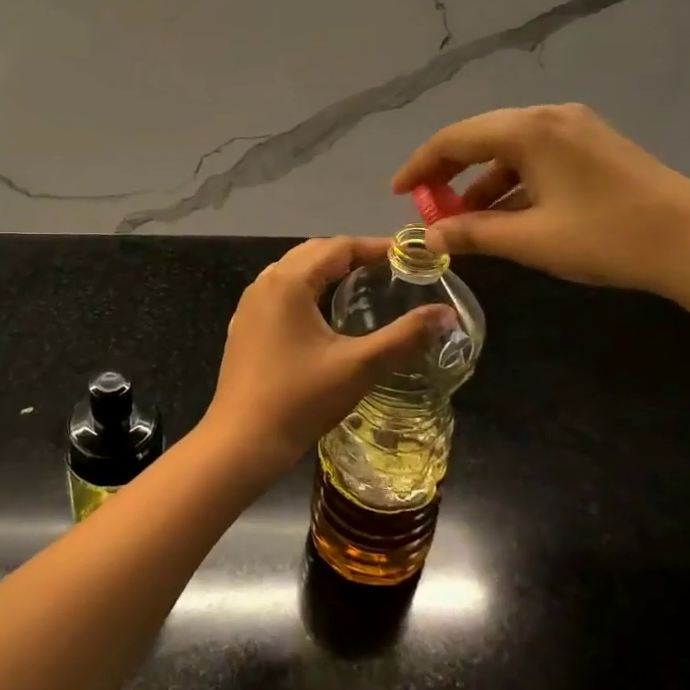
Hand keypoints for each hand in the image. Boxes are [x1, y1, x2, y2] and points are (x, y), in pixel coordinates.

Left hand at [203, 237, 450, 478]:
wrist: (241, 442)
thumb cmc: (300, 399)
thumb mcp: (359, 367)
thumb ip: (405, 337)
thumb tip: (447, 314)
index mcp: (288, 282)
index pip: (338, 247)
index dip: (376, 247)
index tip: (410, 255)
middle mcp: (264, 283)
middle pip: (313, 253)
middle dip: (352, 255)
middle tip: (390, 269)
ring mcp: (249, 306)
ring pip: (293, 272)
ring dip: (327, 271)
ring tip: (363, 285)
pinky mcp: (245, 327)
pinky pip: (280, 293)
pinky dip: (307, 290)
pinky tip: (325, 315)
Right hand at [392, 104, 689, 338]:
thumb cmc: (607, 237)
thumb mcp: (531, 240)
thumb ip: (472, 233)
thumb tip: (427, 237)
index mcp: (528, 130)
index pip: (454, 139)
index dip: (420, 166)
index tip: (398, 193)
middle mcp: (550, 117)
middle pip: (480, 137)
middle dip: (449, 174)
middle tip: (428, 207)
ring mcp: (578, 129)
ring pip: (510, 149)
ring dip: (481, 182)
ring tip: (465, 221)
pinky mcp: (597, 147)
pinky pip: (537, 157)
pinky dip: (513, 183)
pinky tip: (508, 215)